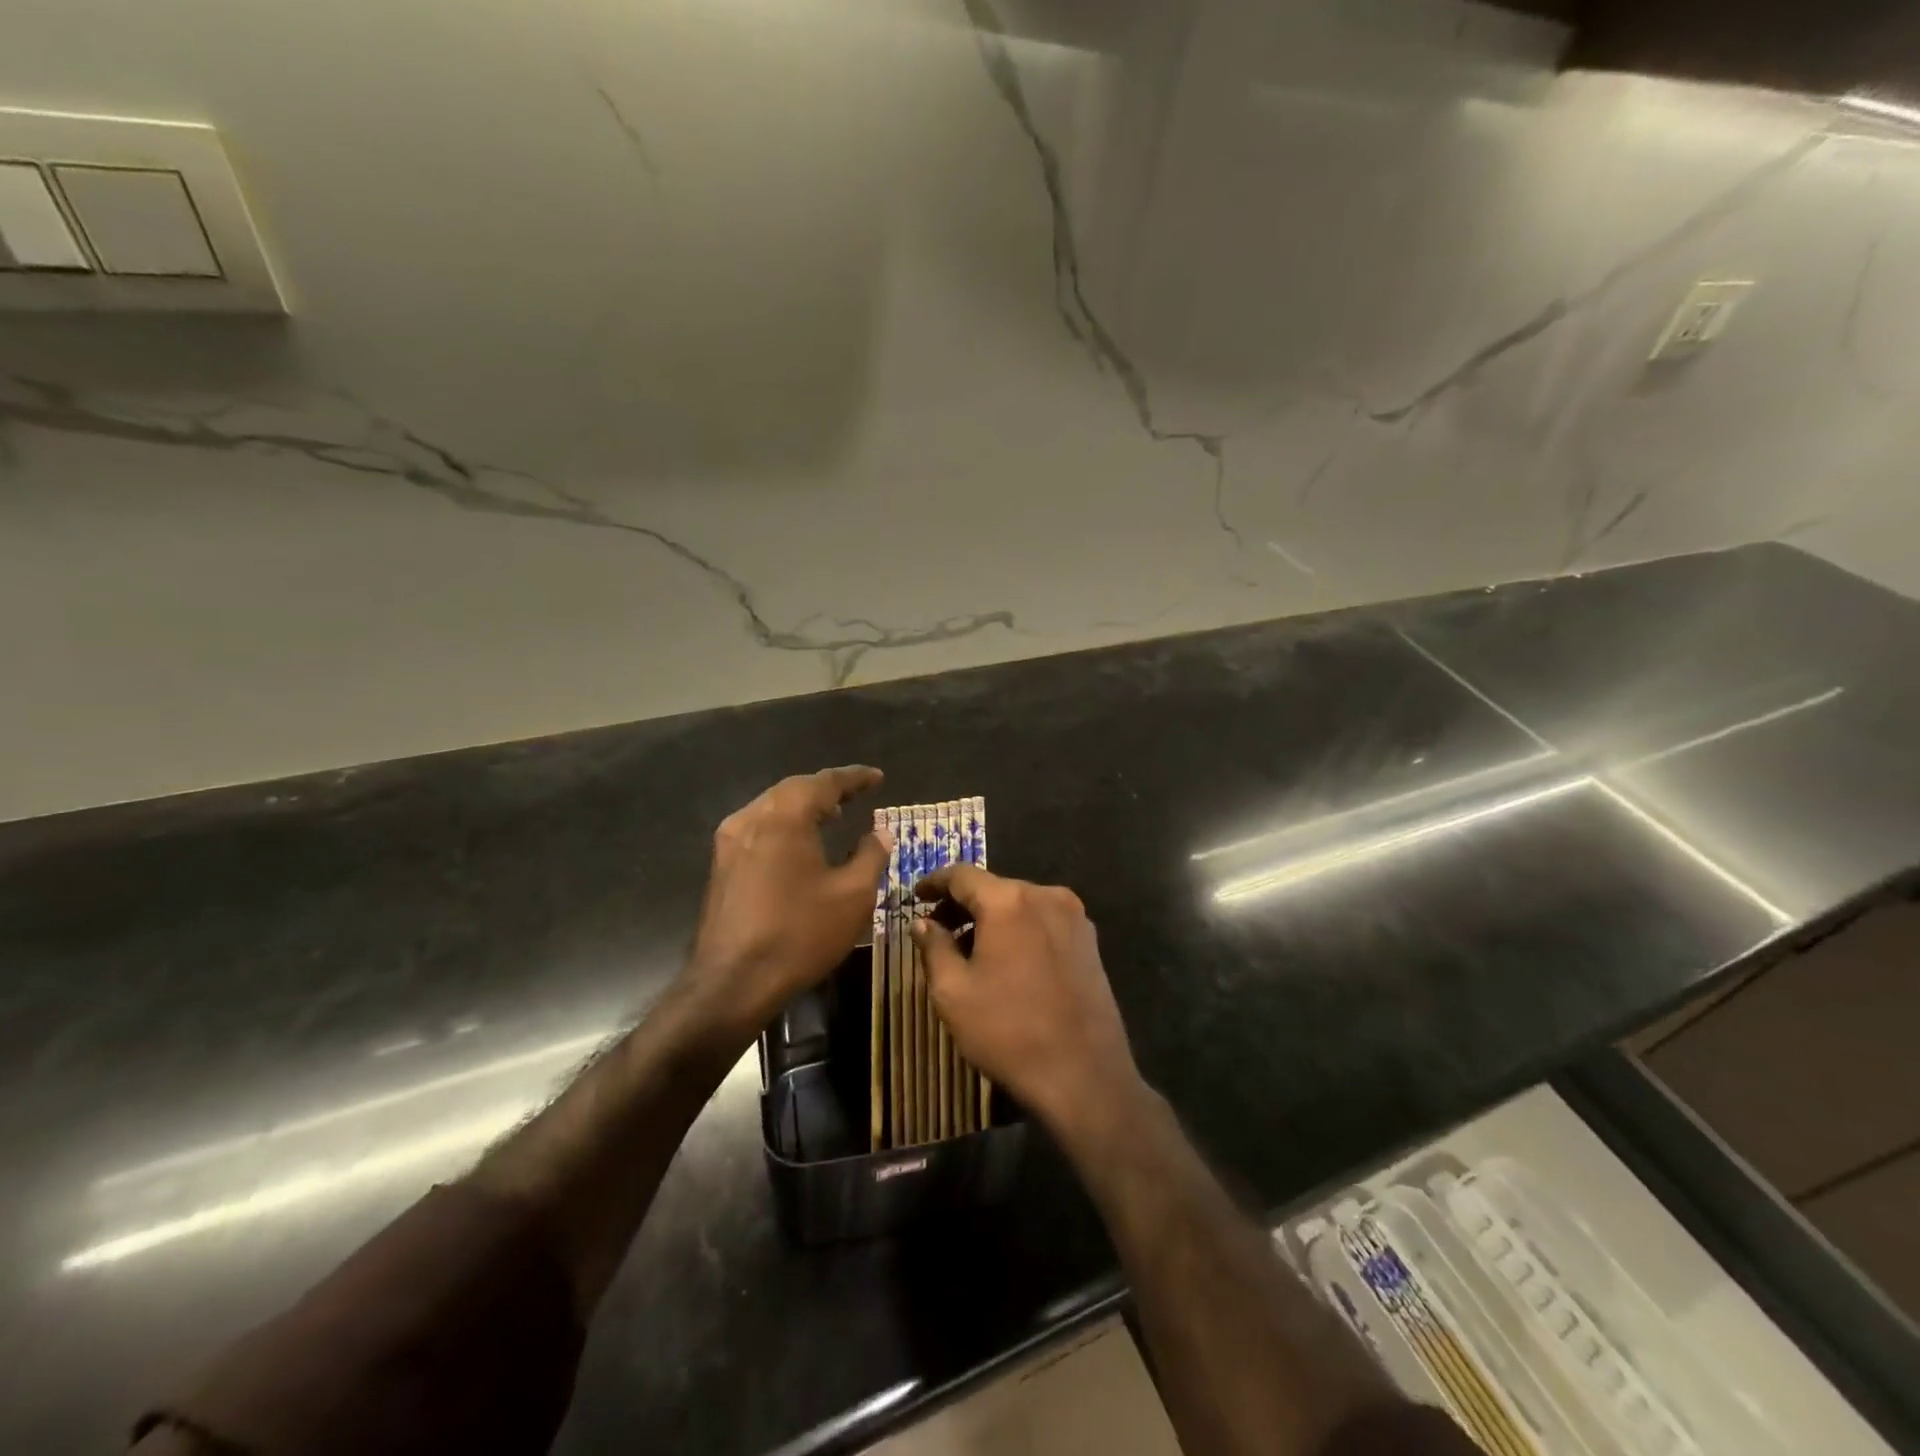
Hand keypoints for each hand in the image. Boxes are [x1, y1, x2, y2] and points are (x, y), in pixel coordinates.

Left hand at [683, 766, 893, 1038]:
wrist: (733, 983)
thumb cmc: (800, 934)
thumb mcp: (852, 896)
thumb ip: (871, 855)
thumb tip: (880, 832)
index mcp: (785, 817)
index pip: (825, 782)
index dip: (854, 778)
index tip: (877, 777)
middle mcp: (751, 818)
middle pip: (794, 789)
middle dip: (827, 789)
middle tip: (856, 795)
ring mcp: (730, 842)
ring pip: (772, 808)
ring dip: (804, 807)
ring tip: (833, 816)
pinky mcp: (721, 866)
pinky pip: (759, 829)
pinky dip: (785, 826)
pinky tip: (800, 844)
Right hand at [911, 864, 1141, 1134]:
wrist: (1084, 1076)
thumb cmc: (1008, 1032)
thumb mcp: (953, 992)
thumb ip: (933, 947)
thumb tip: (922, 923)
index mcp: (1009, 901)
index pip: (962, 875)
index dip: (934, 883)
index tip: (915, 897)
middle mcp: (1046, 896)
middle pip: (994, 888)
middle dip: (962, 905)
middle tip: (936, 930)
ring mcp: (1074, 917)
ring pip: (1020, 905)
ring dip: (991, 919)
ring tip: (968, 950)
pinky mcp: (1090, 941)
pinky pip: (1043, 922)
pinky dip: (1019, 931)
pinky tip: (1006, 962)